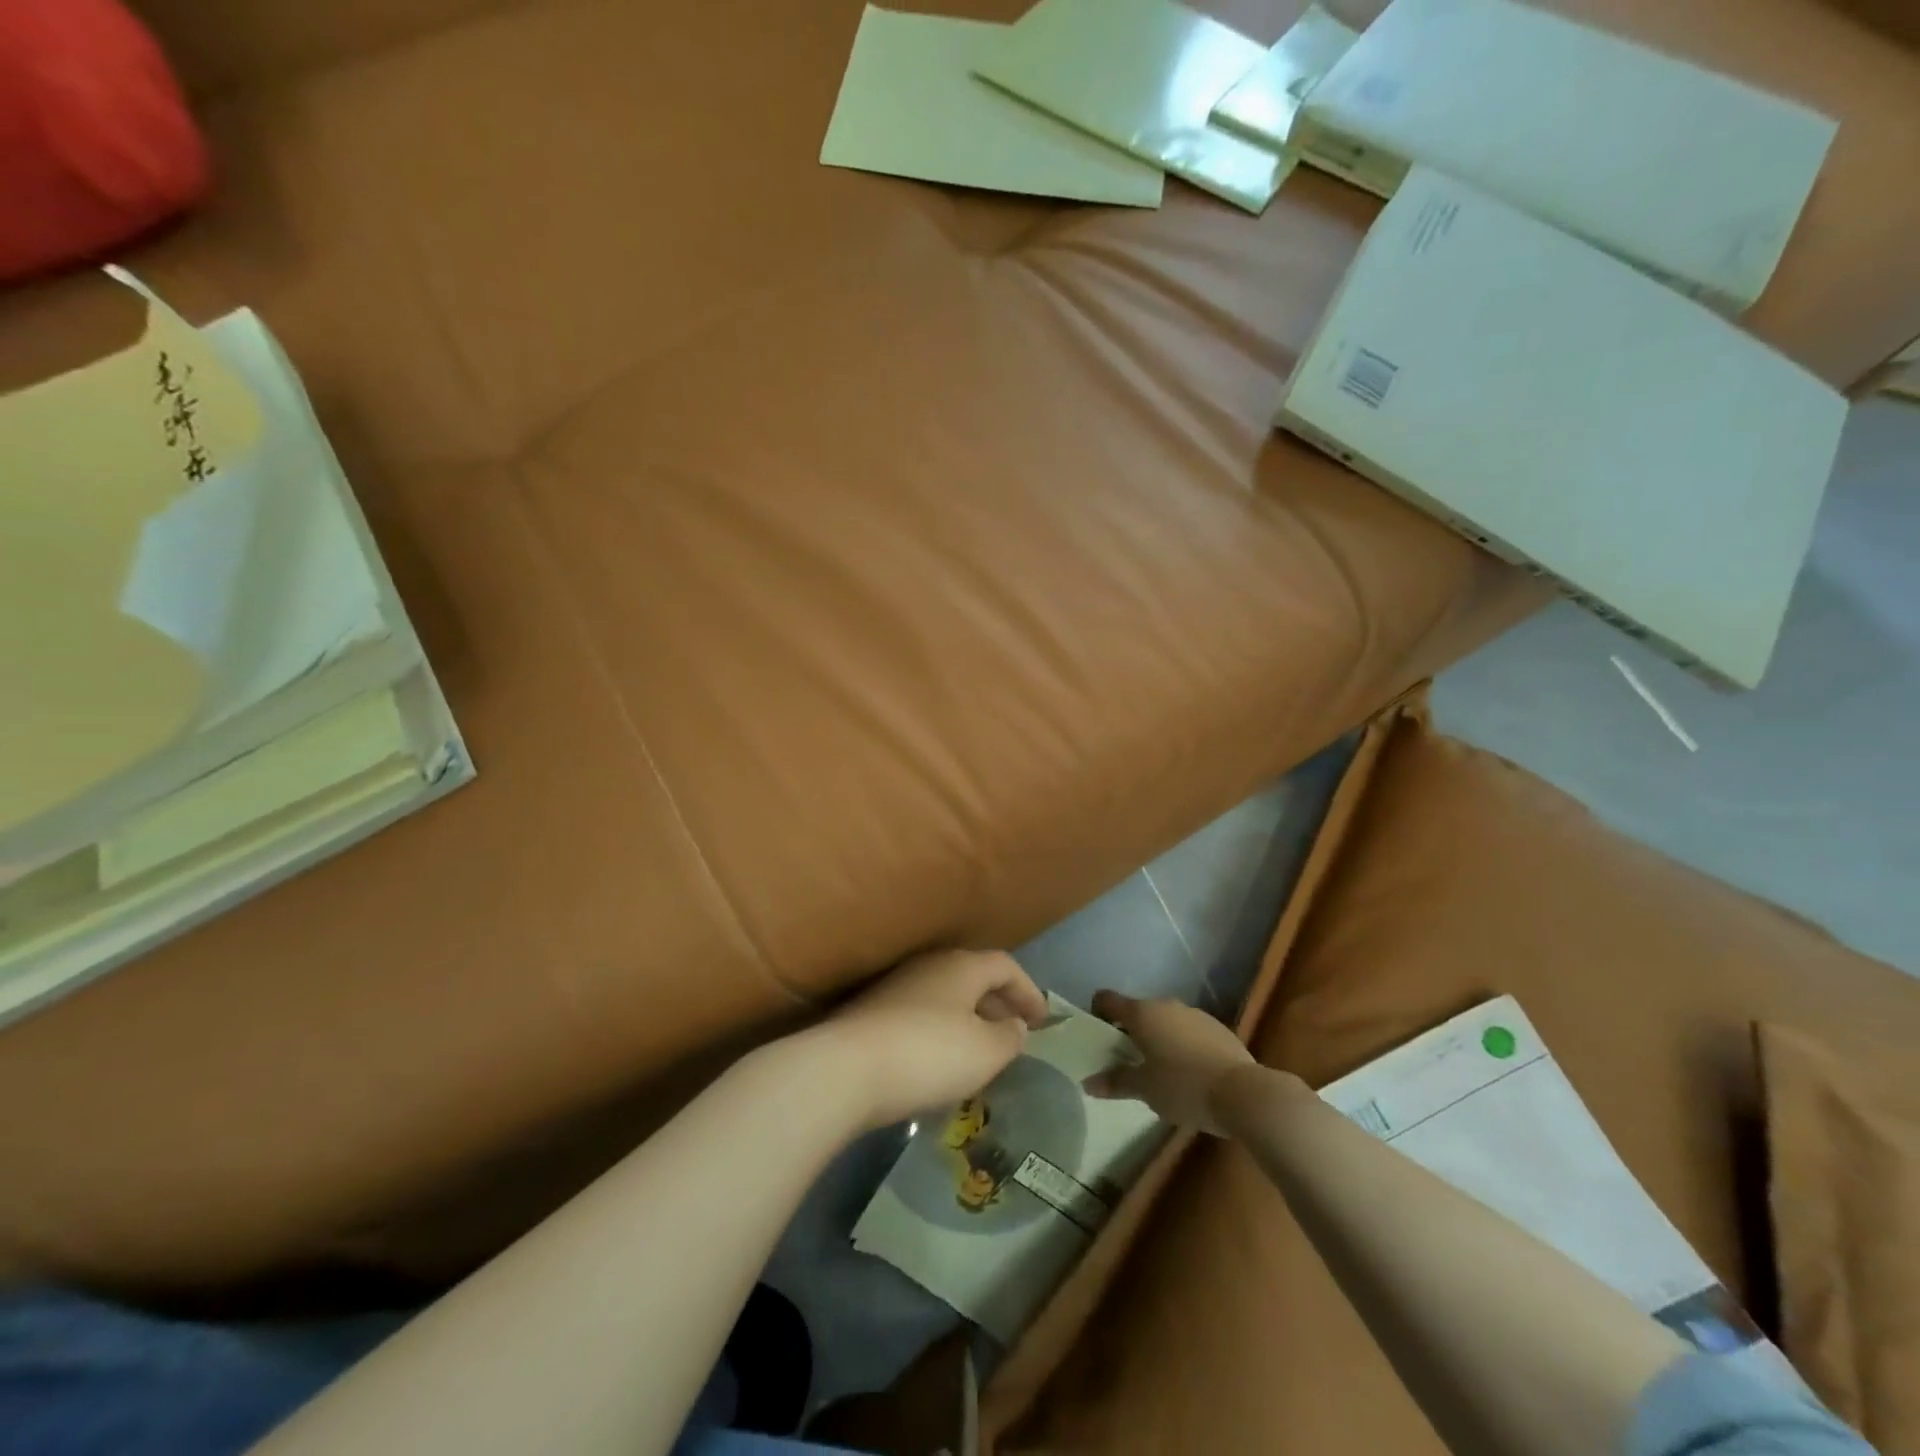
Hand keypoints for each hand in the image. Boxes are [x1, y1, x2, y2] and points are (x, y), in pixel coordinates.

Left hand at [817, 949, 1049, 1130]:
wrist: (845, 1069)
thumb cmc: (929, 1054)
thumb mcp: (985, 1052)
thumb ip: (1009, 1037)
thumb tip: (1014, 1025)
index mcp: (961, 966)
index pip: (1005, 966)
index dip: (1028, 991)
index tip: (1041, 1020)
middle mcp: (929, 966)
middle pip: (973, 977)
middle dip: (997, 1004)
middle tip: (1013, 1034)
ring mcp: (896, 987)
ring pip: (945, 997)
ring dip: (968, 1020)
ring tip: (980, 1053)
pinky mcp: (872, 1013)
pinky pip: (920, 1016)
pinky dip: (940, 1033)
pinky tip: (939, 1064)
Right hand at [1084, 991, 1258, 1135]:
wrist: (1243, 1093)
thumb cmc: (1184, 1086)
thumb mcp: (1145, 1090)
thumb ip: (1116, 1082)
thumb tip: (1088, 1083)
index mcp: (1142, 1013)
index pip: (1108, 999)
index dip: (1098, 1013)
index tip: (1098, 1037)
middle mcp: (1166, 1005)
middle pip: (1138, 1011)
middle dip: (1130, 1032)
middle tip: (1127, 1062)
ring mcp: (1194, 1014)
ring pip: (1165, 1021)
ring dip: (1158, 1038)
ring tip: (1160, 1071)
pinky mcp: (1217, 1028)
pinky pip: (1189, 1031)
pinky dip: (1182, 1045)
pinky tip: (1190, 1074)